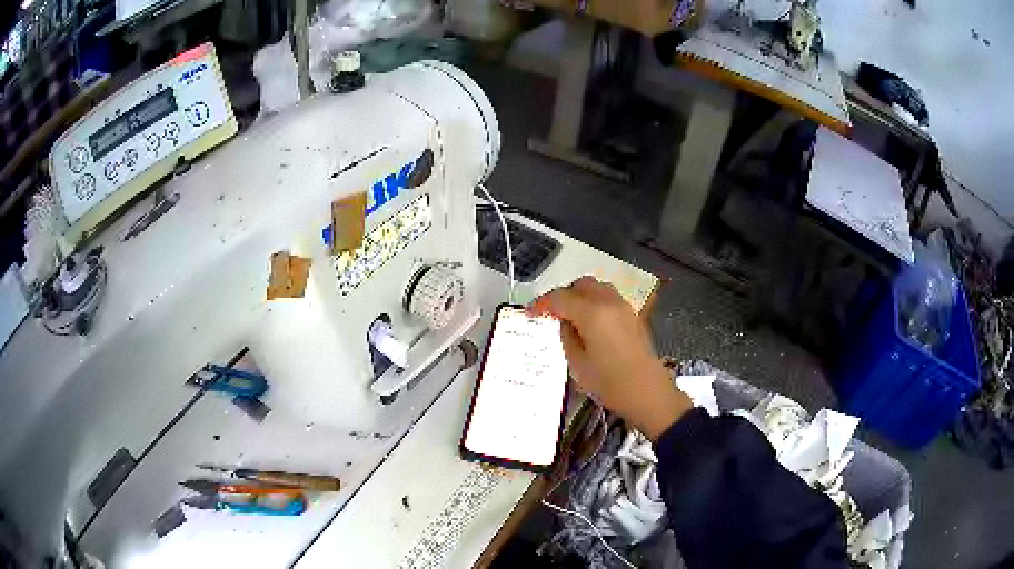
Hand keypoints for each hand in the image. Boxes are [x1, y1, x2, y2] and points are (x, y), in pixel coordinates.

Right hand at [531, 276, 691, 440]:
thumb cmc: (610, 383)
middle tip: (551, 313)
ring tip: (570, 317)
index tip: (530, 313)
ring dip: (580, 296)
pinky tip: (589, 323)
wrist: (648, 392)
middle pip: (580, 285)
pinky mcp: (633, 316)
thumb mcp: (577, 364)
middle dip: (563, 295)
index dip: (542, 303)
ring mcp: (624, 307)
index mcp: (592, 313)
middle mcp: (609, 302)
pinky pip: (608, 298)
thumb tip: (565, 321)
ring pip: (597, 288)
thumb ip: (567, 336)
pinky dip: (594, 303)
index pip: (560, 298)